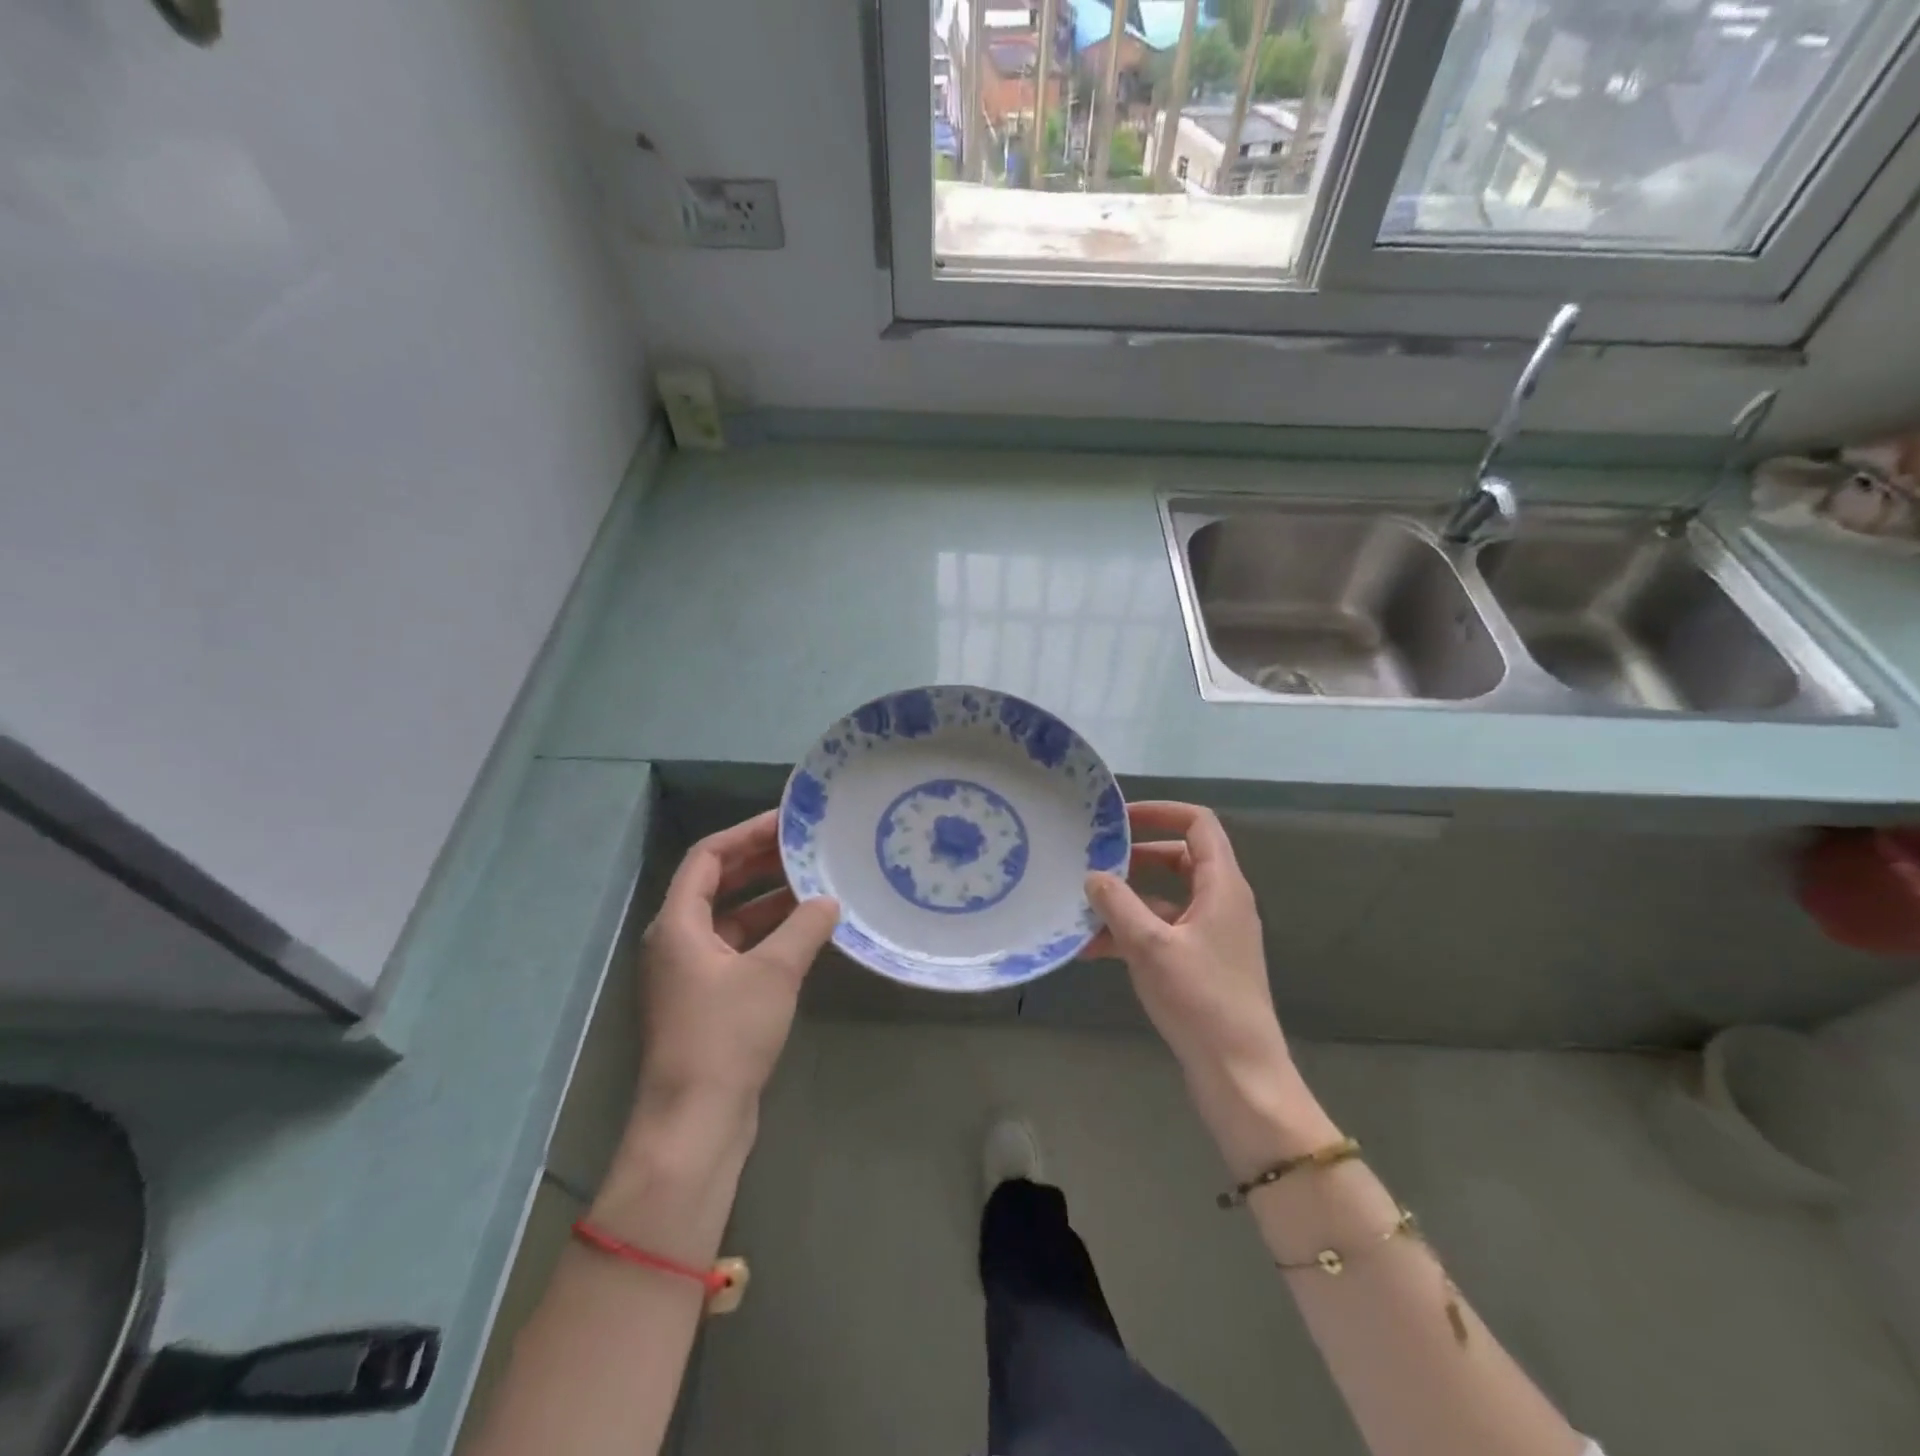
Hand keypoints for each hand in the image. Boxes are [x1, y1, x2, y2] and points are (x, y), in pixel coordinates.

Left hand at [635, 811, 838, 1127]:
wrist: (695, 1122)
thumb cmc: (726, 1036)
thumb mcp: (773, 973)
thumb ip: (804, 928)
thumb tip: (828, 900)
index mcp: (677, 924)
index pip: (707, 857)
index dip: (746, 834)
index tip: (786, 823)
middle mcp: (676, 942)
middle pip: (716, 885)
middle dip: (759, 864)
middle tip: (805, 848)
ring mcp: (689, 974)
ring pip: (729, 919)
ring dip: (768, 901)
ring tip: (814, 886)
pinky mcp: (705, 1001)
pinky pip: (736, 950)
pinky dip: (766, 936)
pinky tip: (804, 936)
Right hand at [1084, 802, 1337, 1173]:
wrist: (1240, 1075)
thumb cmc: (1200, 1000)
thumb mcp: (1149, 946)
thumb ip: (1118, 904)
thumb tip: (1093, 875)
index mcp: (1223, 886)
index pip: (1198, 825)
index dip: (1161, 812)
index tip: (1119, 820)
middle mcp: (1222, 903)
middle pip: (1180, 859)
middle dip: (1136, 858)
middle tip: (1096, 862)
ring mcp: (1212, 936)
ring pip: (1166, 900)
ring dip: (1127, 901)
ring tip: (1082, 909)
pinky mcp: (1202, 965)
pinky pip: (1163, 933)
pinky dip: (1132, 934)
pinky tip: (1091, 950)